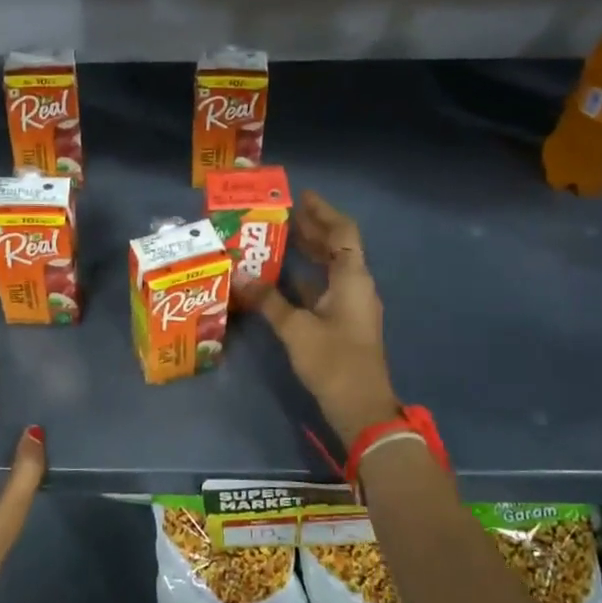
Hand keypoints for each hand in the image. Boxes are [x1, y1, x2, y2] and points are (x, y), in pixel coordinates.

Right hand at [259, 192, 399, 441]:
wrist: (360, 407)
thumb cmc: (333, 361)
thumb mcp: (296, 329)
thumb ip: (268, 300)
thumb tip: (240, 275)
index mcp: (353, 278)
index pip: (342, 231)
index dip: (323, 211)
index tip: (300, 195)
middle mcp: (356, 285)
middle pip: (337, 246)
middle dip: (312, 228)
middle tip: (281, 213)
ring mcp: (351, 305)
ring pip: (331, 268)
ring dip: (309, 252)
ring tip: (279, 237)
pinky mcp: (343, 323)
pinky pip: (324, 288)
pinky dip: (306, 278)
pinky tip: (281, 277)